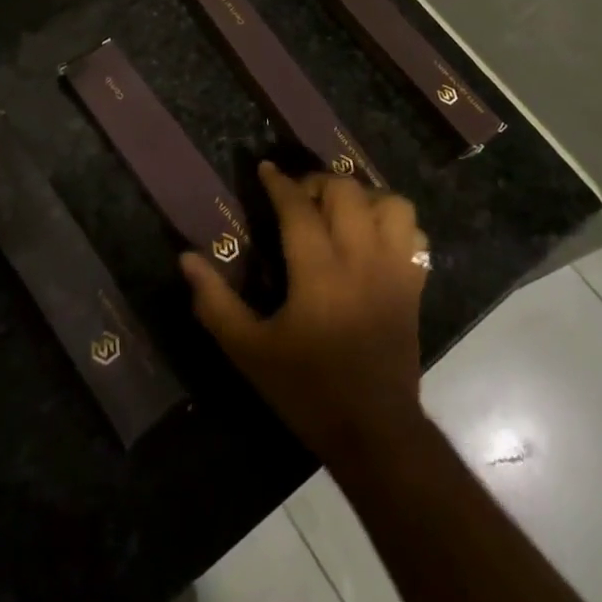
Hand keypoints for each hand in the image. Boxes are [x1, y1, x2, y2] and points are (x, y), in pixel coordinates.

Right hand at [181, 161, 428, 463]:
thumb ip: (215, 302)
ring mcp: (394, 270)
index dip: (279, 183)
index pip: (299, 208)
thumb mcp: (249, 351)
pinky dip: (394, 222)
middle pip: (346, 192)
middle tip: (298, 197)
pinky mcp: (414, 285)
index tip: (265, 169)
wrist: (374, 432)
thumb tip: (186, 258)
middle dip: (318, 183)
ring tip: (339, 211)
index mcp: (319, 273)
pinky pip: (414, 233)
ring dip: (362, 197)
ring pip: (390, 203)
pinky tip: (372, 236)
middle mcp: (361, 259)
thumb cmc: (306, 389)